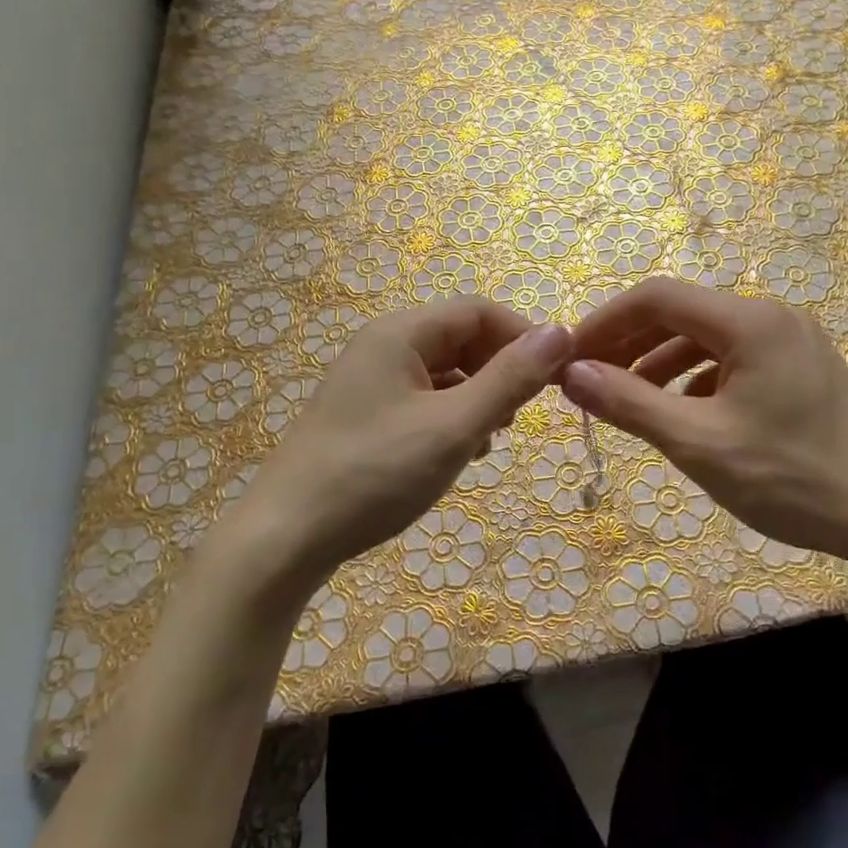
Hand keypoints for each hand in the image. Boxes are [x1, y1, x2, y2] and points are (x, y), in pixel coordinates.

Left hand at [231, 301, 572, 586]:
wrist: (286, 537)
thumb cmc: (375, 473)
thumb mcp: (454, 426)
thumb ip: (510, 379)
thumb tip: (561, 333)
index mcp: (400, 333)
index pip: (478, 311)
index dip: (522, 337)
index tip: (555, 377)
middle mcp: (382, 346)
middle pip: (459, 338)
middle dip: (499, 370)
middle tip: (520, 415)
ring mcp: (369, 382)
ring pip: (443, 372)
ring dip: (477, 397)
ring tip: (491, 438)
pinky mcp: (363, 415)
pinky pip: (421, 400)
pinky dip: (449, 417)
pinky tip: (458, 453)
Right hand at [564, 278, 847, 570]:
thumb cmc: (791, 478)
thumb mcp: (698, 443)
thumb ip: (629, 403)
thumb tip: (571, 375)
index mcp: (749, 321)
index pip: (657, 298)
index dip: (606, 322)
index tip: (569, 355)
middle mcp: (771, 316)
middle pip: (681, 314)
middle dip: (629, 343)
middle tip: (588, 378)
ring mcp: (791, 341)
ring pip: (706, 338)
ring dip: (659, 363)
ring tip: (625, 398)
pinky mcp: (801, 368)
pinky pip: (733, 360)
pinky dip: (696, 379)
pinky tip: (682, 413)